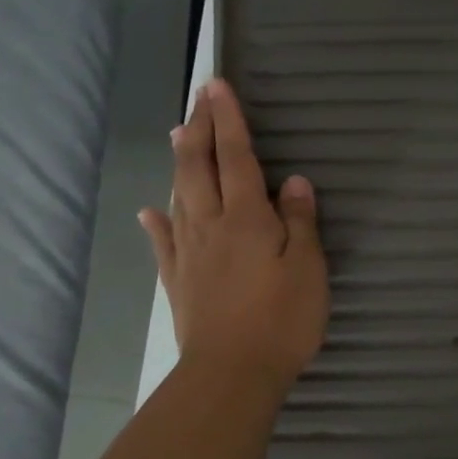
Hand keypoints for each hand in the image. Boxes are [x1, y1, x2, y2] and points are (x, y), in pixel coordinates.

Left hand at [139, 80, 327, 393]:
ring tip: (179, 134)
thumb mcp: (308, 268)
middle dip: (202, 129)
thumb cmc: (282, 319)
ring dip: (181, 162)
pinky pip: (164, 242)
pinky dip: (157, 222)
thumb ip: (300, 222)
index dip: (228, 120)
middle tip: (201, 98)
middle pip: (201, 167)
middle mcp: (212, 225)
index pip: (236, 157)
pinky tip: (149, 211)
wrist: (231, 372)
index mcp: (247, 218)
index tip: (217, 86)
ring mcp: (189, 253)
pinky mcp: (178, 281)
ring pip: (180, 196)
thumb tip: (293, 182)